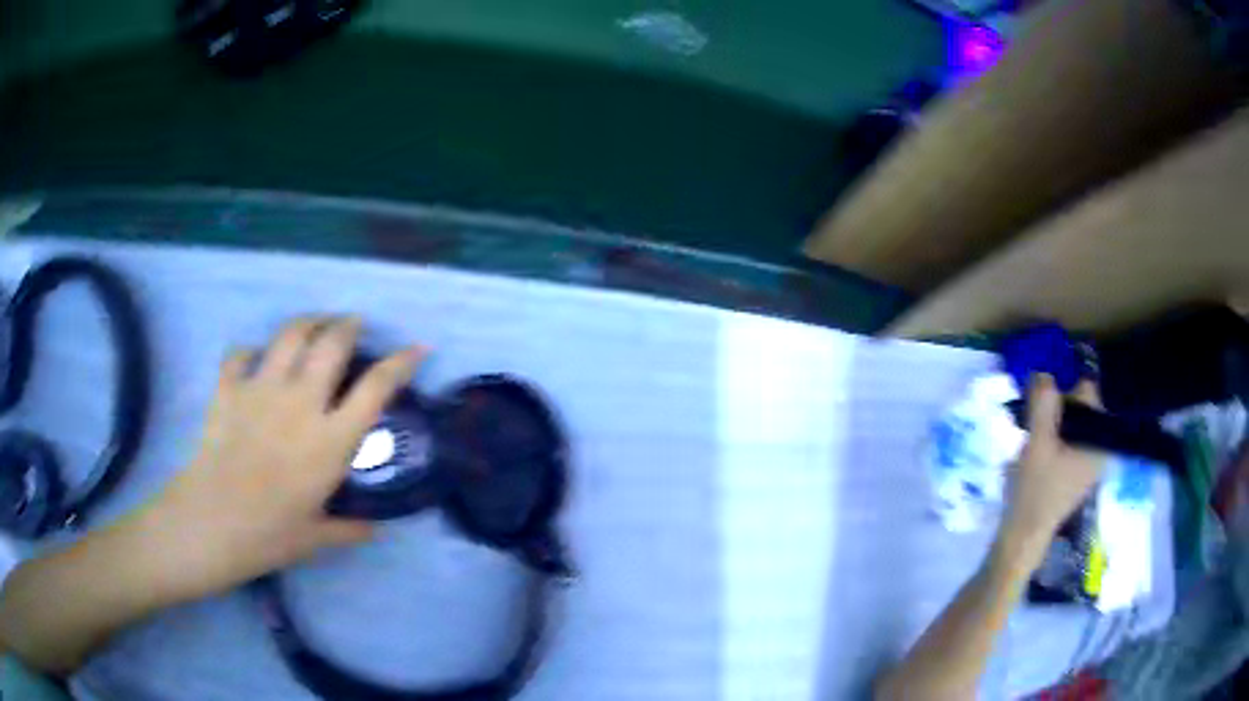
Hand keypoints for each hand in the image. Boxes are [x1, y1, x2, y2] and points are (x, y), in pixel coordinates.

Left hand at [138, 316, 423, 601]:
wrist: (211, 522)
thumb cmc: (269, 535)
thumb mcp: (316, 539)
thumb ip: (349, 529)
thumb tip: (375, 529)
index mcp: (330, 440)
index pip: (375, 388)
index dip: (401, 362)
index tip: (416, 348)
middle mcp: (301, 403)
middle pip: (332, 344)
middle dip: (349, 326)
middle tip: (354, 325)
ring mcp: (262, 389)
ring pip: (290, 335)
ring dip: (308, 322)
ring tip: (314, 324)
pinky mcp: (229, 388)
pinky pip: (241, 355)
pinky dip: (250, 352)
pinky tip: (254, 360)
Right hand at [999, 373, 1106, 558]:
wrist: (1023, 537)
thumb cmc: (1034, 491)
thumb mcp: (1037, 442)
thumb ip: (1044, 404)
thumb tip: (1044, 372)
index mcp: (1100, 439)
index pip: (1087, 392)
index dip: (1063, 389)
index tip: (1042, 401)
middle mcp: (1101, 448)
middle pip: (1081, 407)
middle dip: (1057, 407)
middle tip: (1034, 422)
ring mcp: (1091, 462)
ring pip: (1073, 424)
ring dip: (1053, 423)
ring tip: (1033, 438)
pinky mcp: (1079, 473)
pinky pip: (1070, 440)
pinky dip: (1055, 438)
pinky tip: (1038, 451)